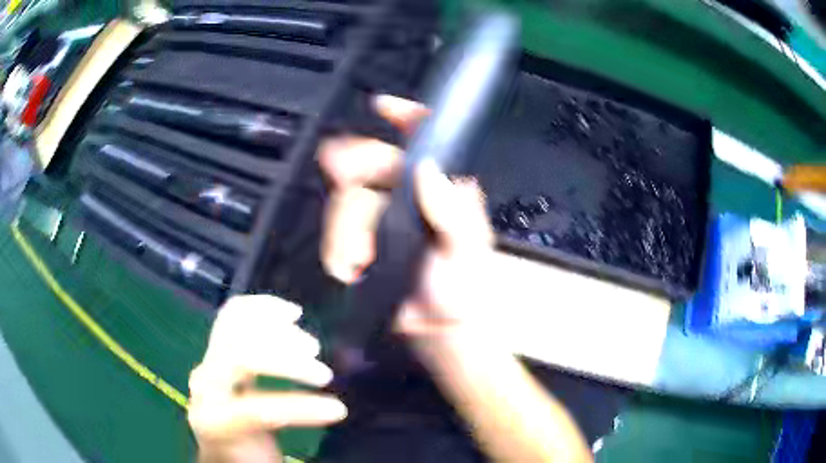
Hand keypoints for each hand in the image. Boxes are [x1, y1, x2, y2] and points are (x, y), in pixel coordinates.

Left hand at [188, 296, 346, 462]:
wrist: (218, 448)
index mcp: (214, 421)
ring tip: (311, 345)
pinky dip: (262, 308)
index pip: (257, 408)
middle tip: (324, 374)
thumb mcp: (265, 456)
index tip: (339, 409)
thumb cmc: (244, 457)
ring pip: (235, 327)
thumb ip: (285, 430)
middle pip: (240, 356)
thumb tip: (338, 407)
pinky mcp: (216, 349)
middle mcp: (204, 385)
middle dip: (287, 361)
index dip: (301, 407)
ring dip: (279, 331)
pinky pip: (233, 317)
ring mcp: (207, 362)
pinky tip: (290, 312)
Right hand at [319, 94, 499, 343]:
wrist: (437, 330)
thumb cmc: (462, 290)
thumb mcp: (466, 251)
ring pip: (348, 197)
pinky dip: (337, 245)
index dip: (406, 117)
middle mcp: (411, 195)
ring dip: (345, 225)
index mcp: (443, 189)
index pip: (427, 140)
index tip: (381, 107)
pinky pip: (337, 228)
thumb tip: (426, 169)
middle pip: (373, 160)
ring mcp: (383, 217)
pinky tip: (351, 264)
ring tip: (360, 256)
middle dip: (352, 163)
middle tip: (335, 165)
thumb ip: (452, 213)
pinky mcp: (362, 240)